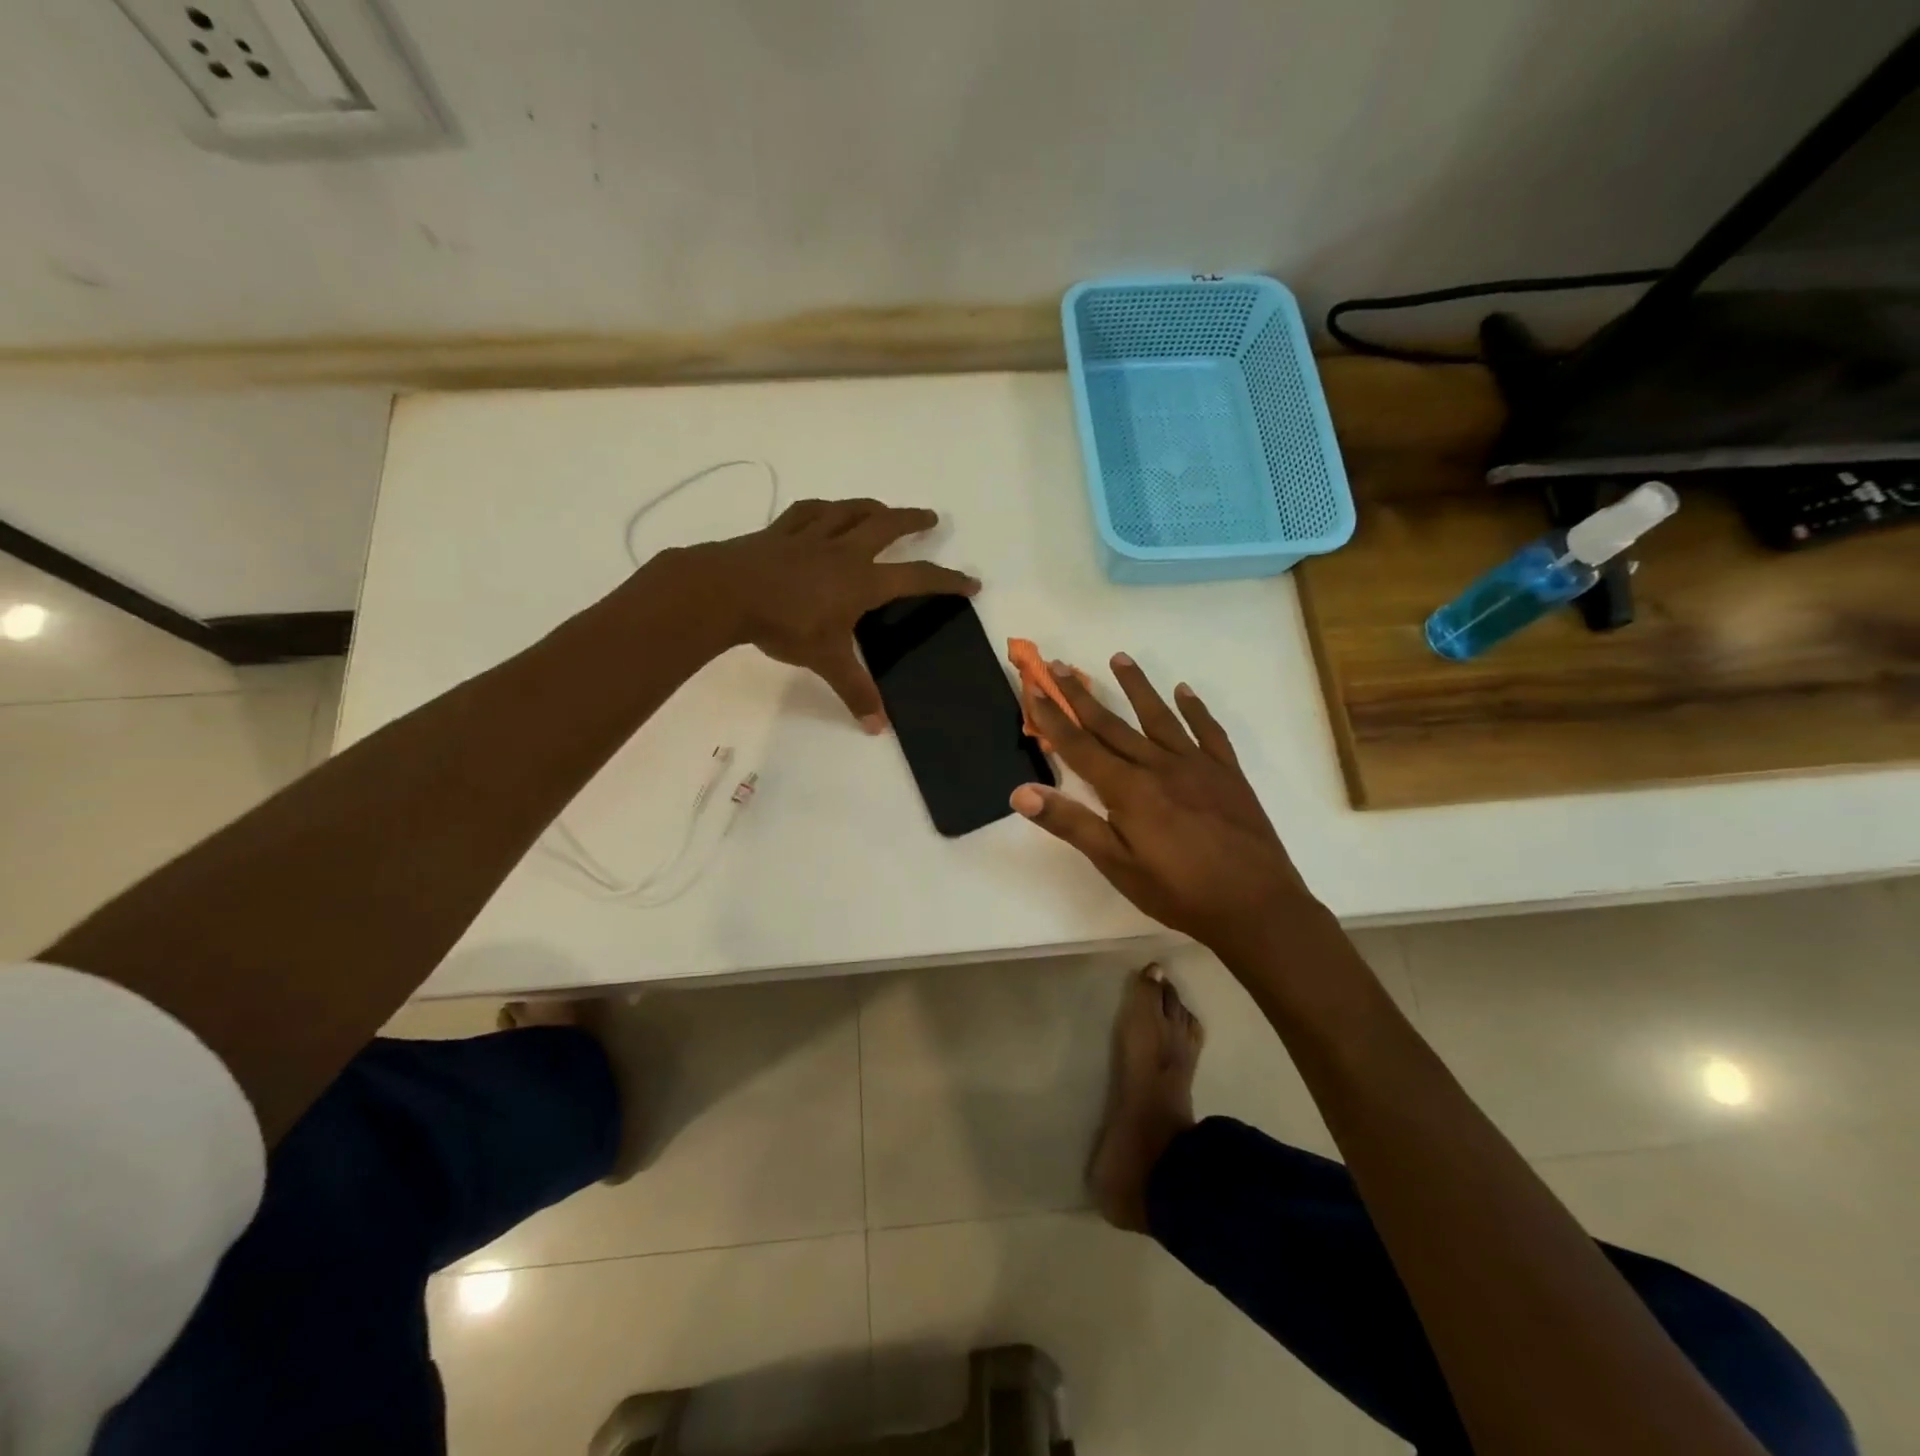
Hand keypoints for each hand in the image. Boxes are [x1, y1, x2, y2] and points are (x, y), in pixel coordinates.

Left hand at [670, 498, 977, 729]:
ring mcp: (810, 536)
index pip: (917, 577)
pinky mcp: (780, 532)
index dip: (947, 580)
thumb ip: (854, 691)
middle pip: (886, 526)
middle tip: (931, 518)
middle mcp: (844, 551)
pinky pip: (808, 511)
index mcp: (862, 581)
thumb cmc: (784, 625)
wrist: (726, 592)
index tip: (971, 581)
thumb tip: (878, 728)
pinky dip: (823, 508)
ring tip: (883, 509)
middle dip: (913, 521)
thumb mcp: (825, 660)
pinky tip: (825, 510)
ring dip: (872, 508)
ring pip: (849, 511)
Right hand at [1011, 654, 1318, 963]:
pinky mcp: (1228, 773)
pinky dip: (1195, 709)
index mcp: (1128, 789)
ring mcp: (1197, 765)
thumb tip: (1021, 792)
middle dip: (1081, 695)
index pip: (1079, 745)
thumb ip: (1071, 824)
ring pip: (1159, 717)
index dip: (1053, 717)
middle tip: (1061, 665)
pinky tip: (1185, 690)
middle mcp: (1158, 765)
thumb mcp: (1117, 864)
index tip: (1034, 687)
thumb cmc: (1178, 891)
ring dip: (1136, 686)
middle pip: (1112, 724)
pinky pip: (1208, 731)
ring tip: (1118, 658)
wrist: (1257, 906)